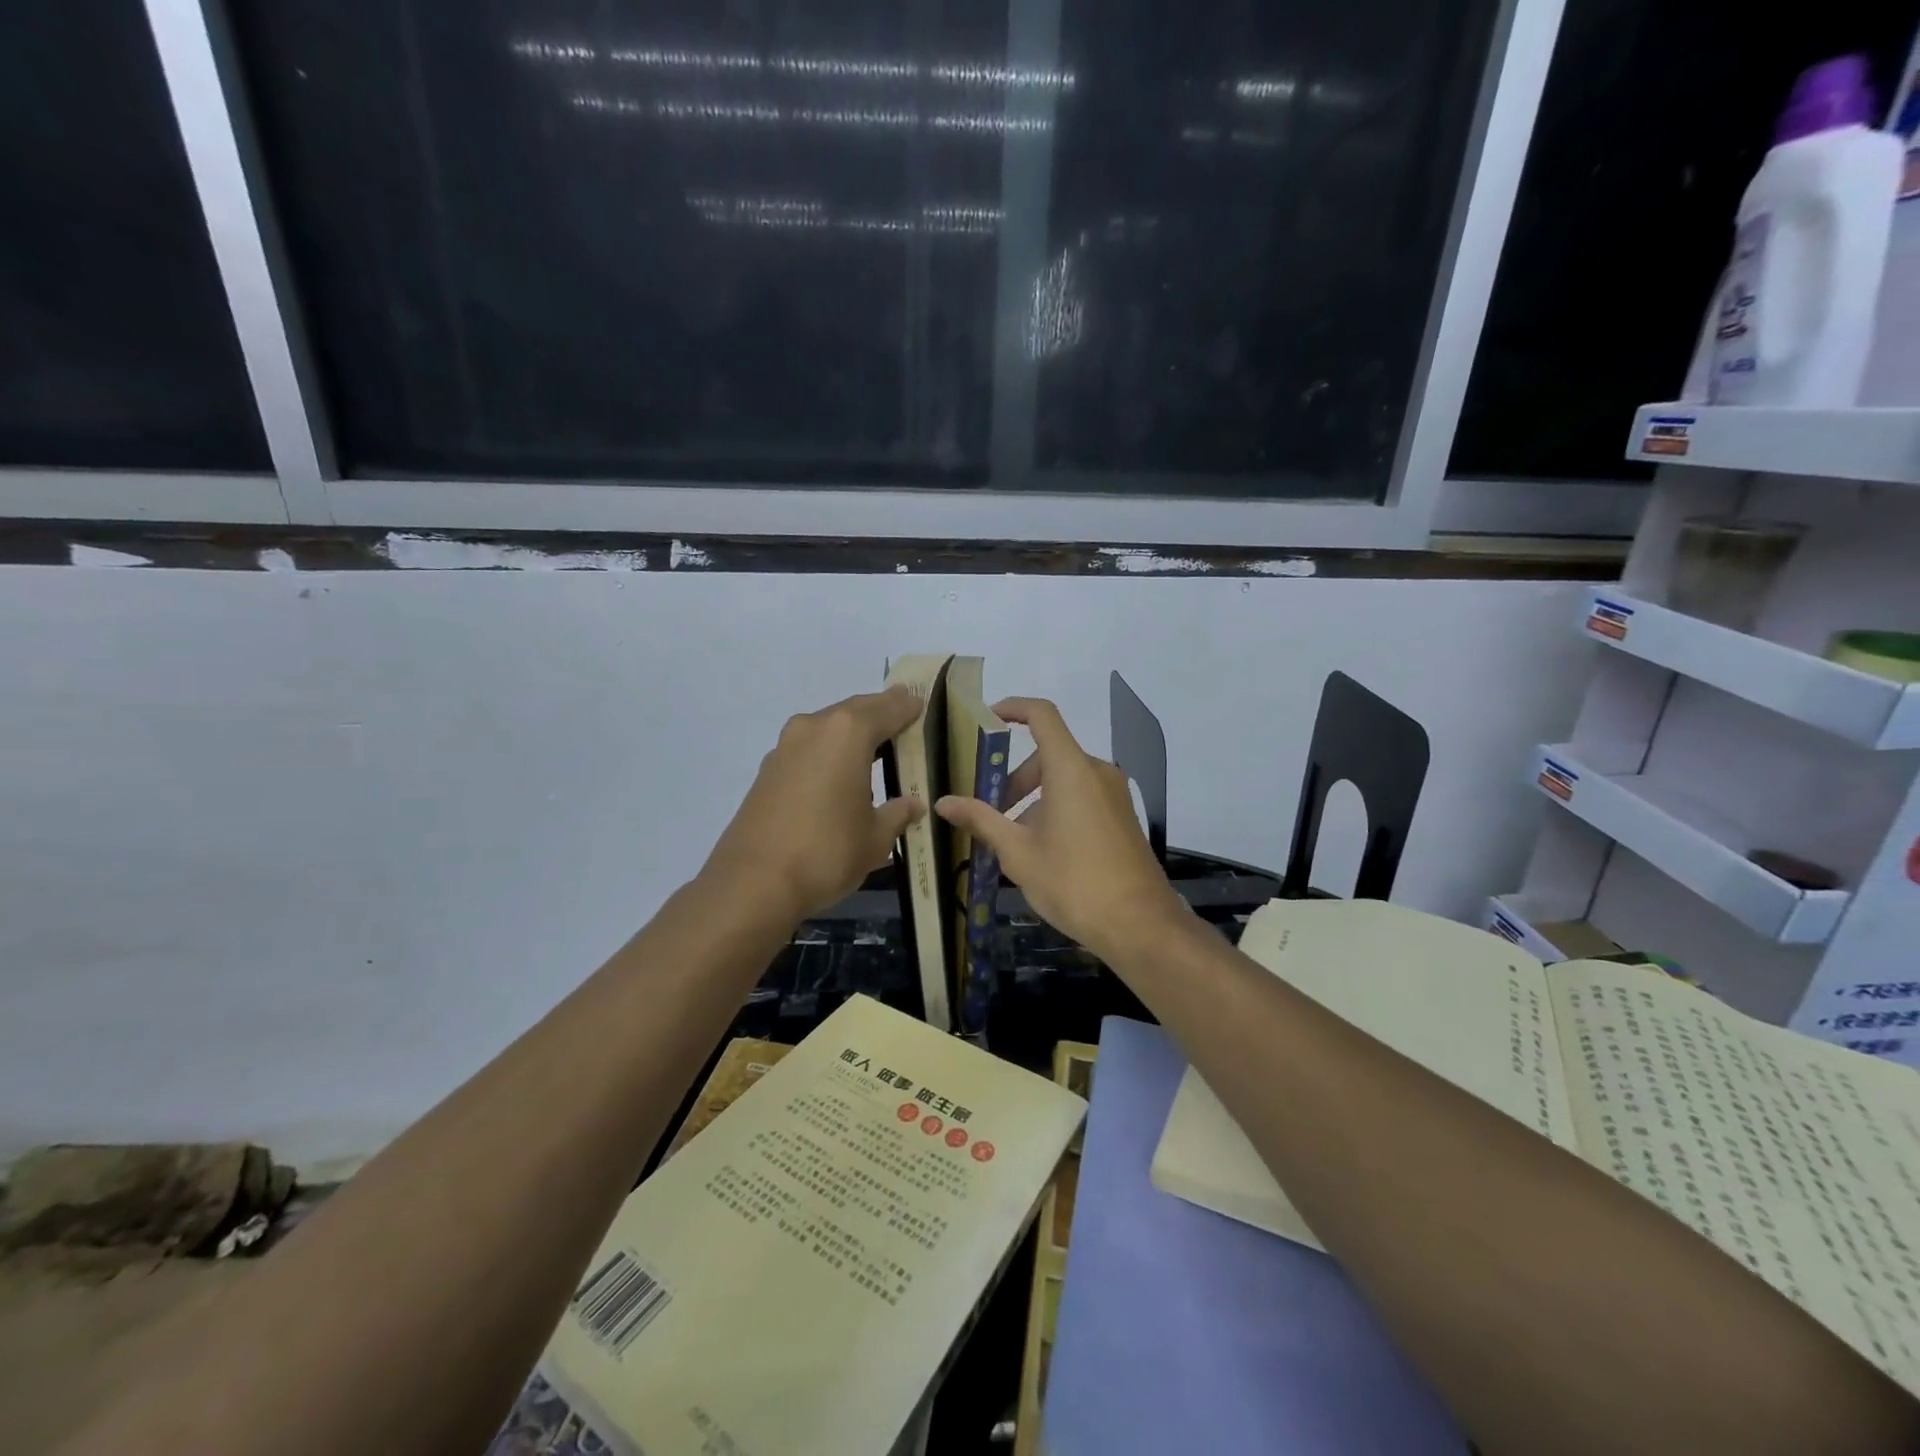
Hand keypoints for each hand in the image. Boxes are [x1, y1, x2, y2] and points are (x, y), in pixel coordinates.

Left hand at [704, 687, 925, 921]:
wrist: (753, 883)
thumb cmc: (827, 853)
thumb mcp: (875, 838)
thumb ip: (897, 814)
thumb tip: (912, 804)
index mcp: (848, 733)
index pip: (888, 708)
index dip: (907, 707)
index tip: (921, 704)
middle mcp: (815, 728)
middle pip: (855, 711)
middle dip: (879, 713)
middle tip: (902, 719)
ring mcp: (785, 747)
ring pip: (828, 728)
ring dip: (851, 733)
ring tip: (874, 748)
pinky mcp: (767, 771)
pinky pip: (809, 749)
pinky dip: (828, 752)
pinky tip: (839, 774)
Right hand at [934, 697, 1187, 961]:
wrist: (1139, 925)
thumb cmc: (1073, 882)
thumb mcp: (1018, 852)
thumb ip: (981, 820)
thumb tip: (943, 803)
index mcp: (1071, 769)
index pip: (1042, 715)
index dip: (1013, 708)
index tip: (986, 720)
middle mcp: (1096, 771)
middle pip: (1048, 754)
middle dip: (1013, 779)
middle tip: (989, 813)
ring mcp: (1114, 795)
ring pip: (1064, 778)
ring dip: (1033, 798)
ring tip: (1012, 840)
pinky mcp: (1122, 816)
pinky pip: (1082, 796)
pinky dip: (1056, 807)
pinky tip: (1043, 850)